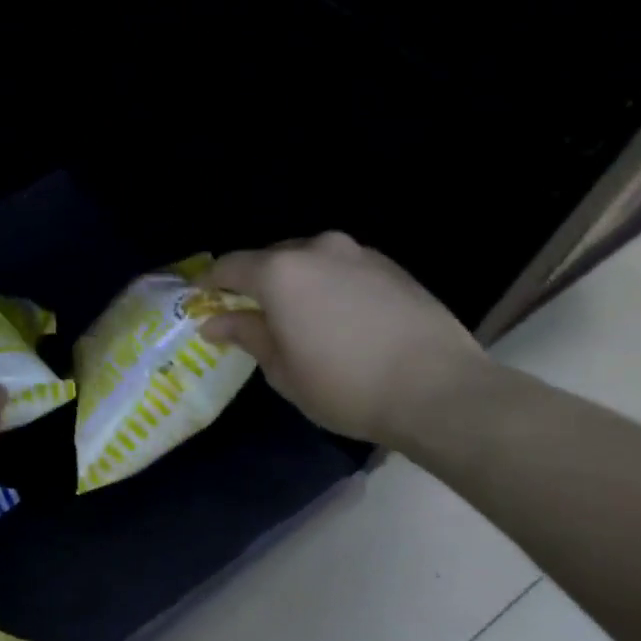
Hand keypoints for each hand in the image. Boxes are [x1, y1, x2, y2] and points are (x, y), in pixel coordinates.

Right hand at [200, 232, 487, 446]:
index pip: (230, 267)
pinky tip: (338, 318)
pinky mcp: (392, 268)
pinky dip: (329, 285)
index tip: (201, 302)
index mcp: (280, 272)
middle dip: (255, 283)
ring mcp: (359, 254)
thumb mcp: (282, 369)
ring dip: (295, 282)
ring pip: (310, 261)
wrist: (439, 390)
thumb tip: (213, 321)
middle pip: (271, 259)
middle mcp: (317, 249)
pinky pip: (343, 268)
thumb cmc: (345, 386)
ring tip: (297, 317)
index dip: (210, 284)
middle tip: (249, 315)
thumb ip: (246, 334)